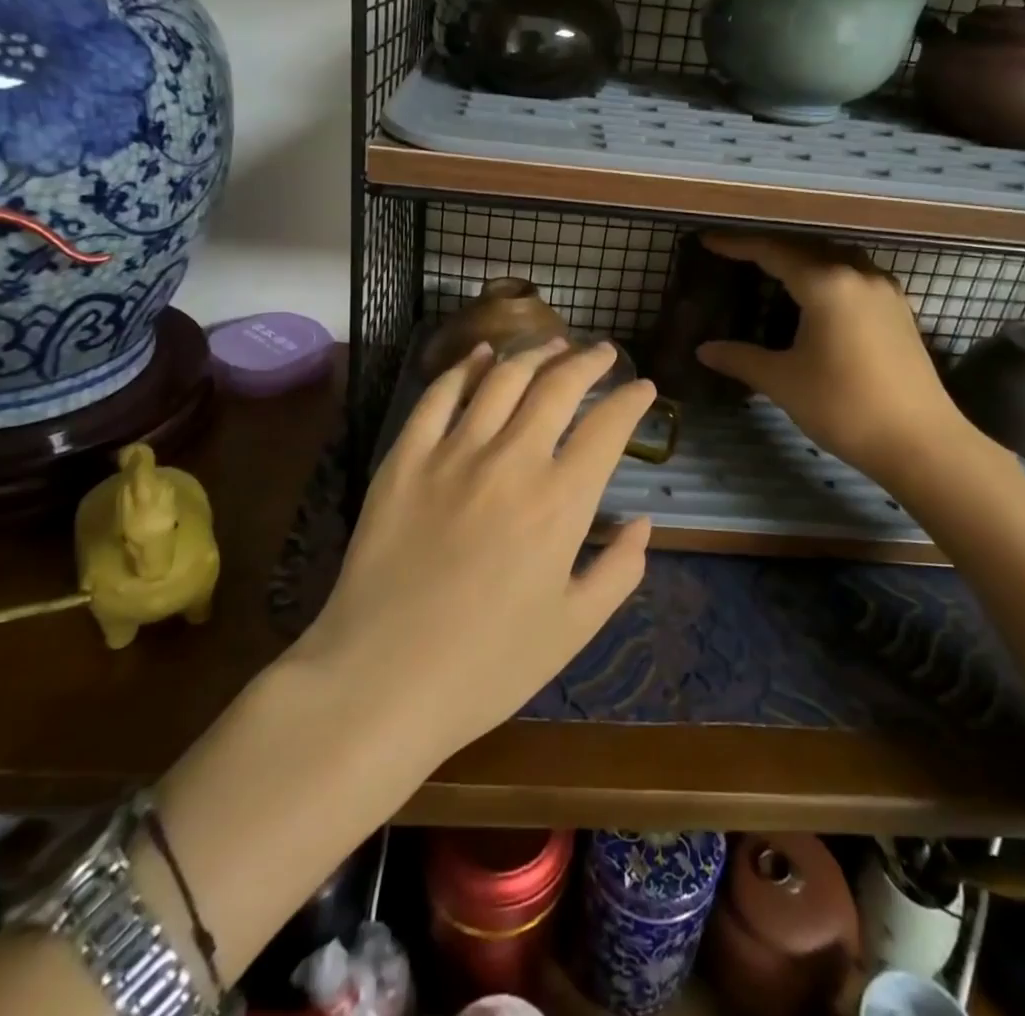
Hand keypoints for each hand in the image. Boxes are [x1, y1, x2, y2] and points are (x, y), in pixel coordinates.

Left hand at [292, 338, 654, 765]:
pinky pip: (439, 395)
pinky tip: (481, 355)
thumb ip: (619, 570)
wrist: (379, 681)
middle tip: (604, 353)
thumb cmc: (486, 666)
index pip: (608, 427)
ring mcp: (453, 453)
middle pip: (558, 386)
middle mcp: (512, 460)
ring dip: (534, 352)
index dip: (631, 401)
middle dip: (589, 361)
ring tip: (553, 343)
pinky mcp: (405, 457)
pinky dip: (465, 367)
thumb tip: (644, 523)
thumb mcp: (573, 629)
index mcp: (560, 502)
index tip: (643, 389)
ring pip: (502, 378)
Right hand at [695, 233, 983, 481]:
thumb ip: (740, 359)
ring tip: (773, 271)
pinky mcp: (899, 311)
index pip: (772, 251)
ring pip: (835, 258)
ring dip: (802, 258)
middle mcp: (858, 275)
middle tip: (735, 256)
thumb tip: (703, 350)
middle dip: (768, 248)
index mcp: (827, 284)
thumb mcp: (783, 382)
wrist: (920, 442)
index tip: (707, 241)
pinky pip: (855, 276)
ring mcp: (884, 291)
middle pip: (806, 247)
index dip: (737, 244)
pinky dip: (827, 275)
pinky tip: (816, 297)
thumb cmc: (844, 406)